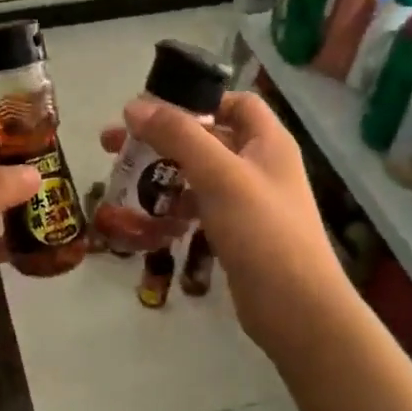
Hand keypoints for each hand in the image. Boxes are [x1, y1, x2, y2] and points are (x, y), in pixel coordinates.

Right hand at [106, 91, 355, 361]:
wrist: (297, 310)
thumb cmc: (262, 231)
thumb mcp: (218, 175)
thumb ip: (178, 135)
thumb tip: (133, 106)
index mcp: (268, 142)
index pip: (234, 102)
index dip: (197, 99)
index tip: (154, 110)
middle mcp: (260, 165)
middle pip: (207, 137)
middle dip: (163, 138)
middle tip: (114, 145)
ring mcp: (250, 201)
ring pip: (199, 174)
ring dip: (163, 173)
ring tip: (122, 180)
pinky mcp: (237, 233)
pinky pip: (200, 207)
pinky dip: (175, 206)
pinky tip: (148, 217)